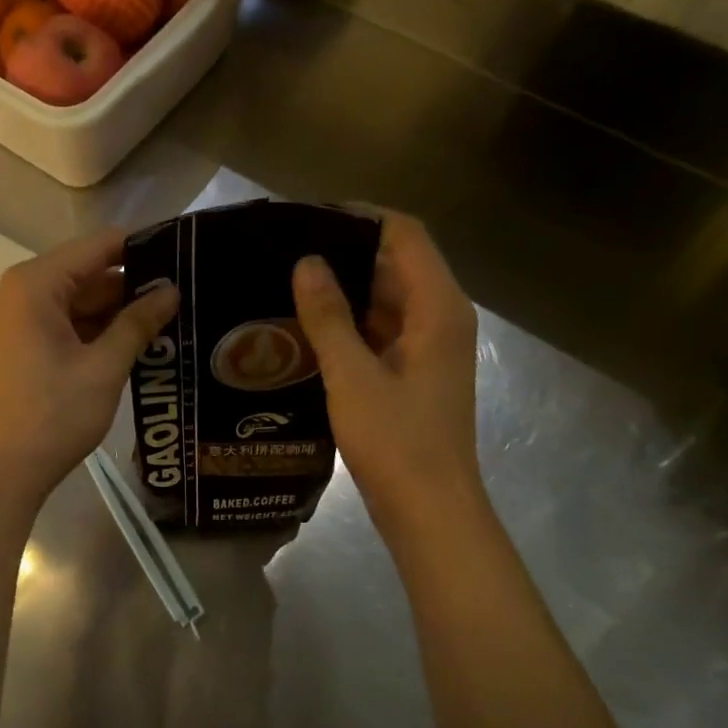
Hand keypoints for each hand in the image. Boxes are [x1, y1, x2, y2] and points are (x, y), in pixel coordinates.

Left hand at [0, 227, 178, 519]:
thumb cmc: (51, 416)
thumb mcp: (104, 368)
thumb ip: (138, 323)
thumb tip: (170, 291)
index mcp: (36, 284)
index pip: (99, 246)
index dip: (143, 247)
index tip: (184, 257)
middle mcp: (20, 293)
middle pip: (87, 274)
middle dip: (133, 286)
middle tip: (185, 297)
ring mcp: (16, 323)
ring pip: (77, 303)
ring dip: (117, 314)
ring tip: (170, 322)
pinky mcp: (19, 349)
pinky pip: (64, 327)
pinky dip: (96, 334)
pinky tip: (134, 346)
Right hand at [292, 209, 481, 540]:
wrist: (430, 512)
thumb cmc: (396, 442)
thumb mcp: (352, 376)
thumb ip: (328, 317)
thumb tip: (307, 262)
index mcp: (437, 309)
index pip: (405, 235)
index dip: (360, 217)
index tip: (309, 215)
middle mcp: (440, 319)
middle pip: (396, 264)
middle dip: (345, 254)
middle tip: (287, 252)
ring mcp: (429, 349)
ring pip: (386, 301)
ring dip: (344, 292)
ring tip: (288, 285)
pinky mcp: (414, 374)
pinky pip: (381, 332)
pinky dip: (350, 325)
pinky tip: (306, 330)